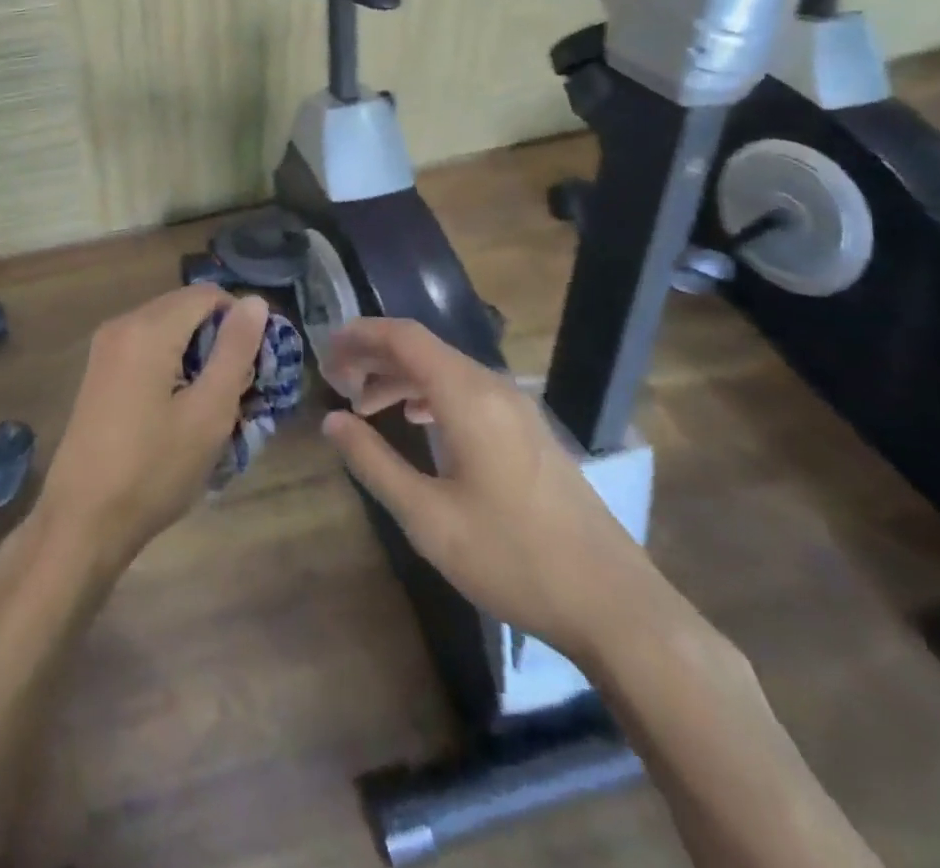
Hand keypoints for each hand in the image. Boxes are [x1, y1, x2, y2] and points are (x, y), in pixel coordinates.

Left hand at [36, 288, 267, 575]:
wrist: (83, 520)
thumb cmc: (153, 469)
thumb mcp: (208, 413)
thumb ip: (235, 351)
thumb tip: (255, 301)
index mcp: (147, 328)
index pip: (208, 295)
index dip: (242, 320)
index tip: (260, 363)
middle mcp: (122, 324)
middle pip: (185, 309)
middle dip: (220, 339)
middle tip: (241, 389)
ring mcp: (105, 348)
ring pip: (168, 330)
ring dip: (198, 355)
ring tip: (215, 404)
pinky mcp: (100, 372)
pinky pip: (147, 349)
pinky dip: (173, 366)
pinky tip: (182, 409)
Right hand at [320, 317, 670, 664]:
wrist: (615, 606)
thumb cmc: (512, 558)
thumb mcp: (427, 517)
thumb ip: (373, 461)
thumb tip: (332, 421)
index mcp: (467, 397)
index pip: (404, 337)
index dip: (359, 335)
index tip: (324, 352)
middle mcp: (494, 388)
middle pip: (423, 348)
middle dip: (374, 356)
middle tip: (335, 381)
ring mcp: (518, 409)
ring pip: (445, 370)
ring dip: (400, 377)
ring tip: (365, 405)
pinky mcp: (530, 432)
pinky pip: (468, 391)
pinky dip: (430, 393)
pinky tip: (417, 420)